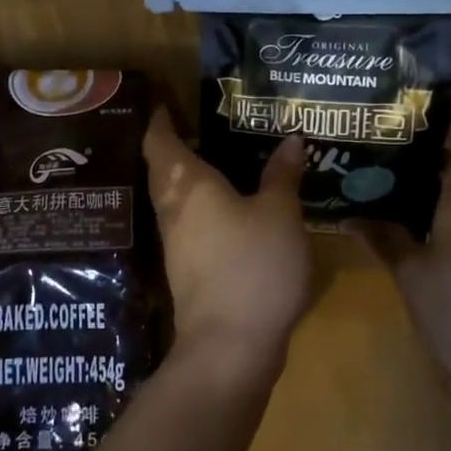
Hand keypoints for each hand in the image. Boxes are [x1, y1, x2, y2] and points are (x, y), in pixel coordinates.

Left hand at [143, 108, 311, 381]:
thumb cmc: (253, 265)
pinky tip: (225, 209)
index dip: (159, 120)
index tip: (164, 104)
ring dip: (185, 178)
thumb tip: (290, 139)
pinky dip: (199, 206)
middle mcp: (172, 208)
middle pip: (161, 168)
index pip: (160, 141)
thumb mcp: (280, 214)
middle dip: (172, 146)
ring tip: (216, 161)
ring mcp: (175, 242)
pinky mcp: (186, 270)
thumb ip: (282, 175)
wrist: (229, 347)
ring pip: (172, 198)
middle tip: (198, 126)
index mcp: (187, 184)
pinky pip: (186, 222)